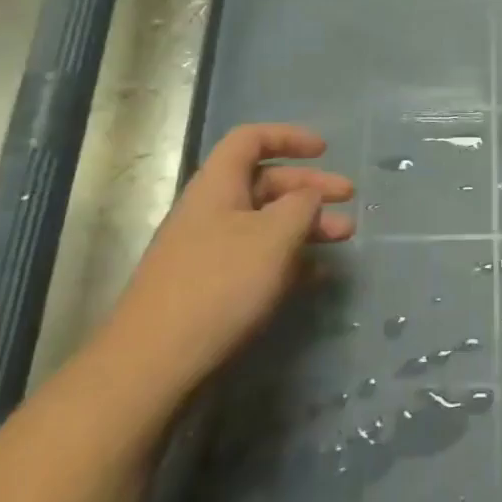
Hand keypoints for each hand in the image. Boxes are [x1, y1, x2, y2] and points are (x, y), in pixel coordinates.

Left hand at [100, 124, 354, 395]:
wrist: (153, 364)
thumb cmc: (219, 286)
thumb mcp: (274, 237)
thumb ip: (301, 206)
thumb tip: (309, 196)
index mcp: (217, 186)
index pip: (250, 140)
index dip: (288, 137)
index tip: (324, 150)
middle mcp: (210, 211)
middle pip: (264, 182)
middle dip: (309, 187)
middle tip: (348, 200)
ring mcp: (207, 252)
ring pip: (264, 223)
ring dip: (305, 224)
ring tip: (343, 239)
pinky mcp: (209, 288)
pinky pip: (256, 258)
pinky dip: (288, 258)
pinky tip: (314, 275)